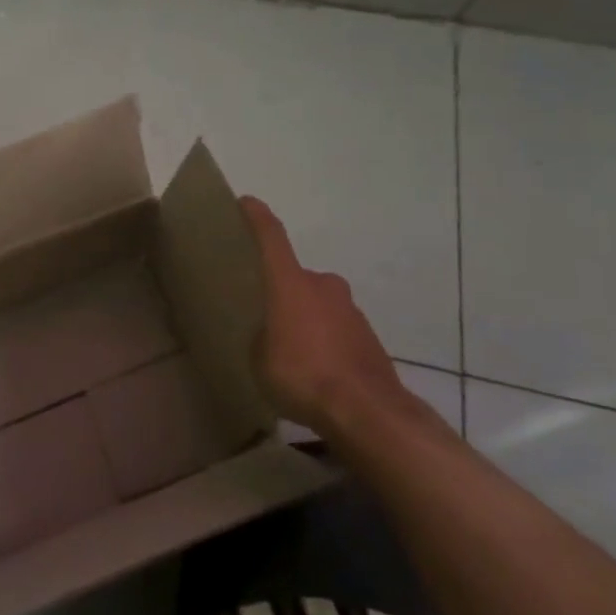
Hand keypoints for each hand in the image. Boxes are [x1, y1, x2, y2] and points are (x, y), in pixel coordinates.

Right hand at [241, 196, 423, 449]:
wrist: (368, 411)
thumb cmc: (302, 374)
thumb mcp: (258, 358)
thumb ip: (261, 336)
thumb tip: (270, 335)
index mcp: (291, 282)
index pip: (271, 236)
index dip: (256, 217)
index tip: (246, 202)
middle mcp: (323, 285)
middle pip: (297, 277)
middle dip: (282, 292)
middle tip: (264, 314)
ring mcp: (351, 311)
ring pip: (319, 305)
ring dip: (305, 319)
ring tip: (289, 350)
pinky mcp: (369, 338)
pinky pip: (336, 331)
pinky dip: (324, 342)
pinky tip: (315, 371)